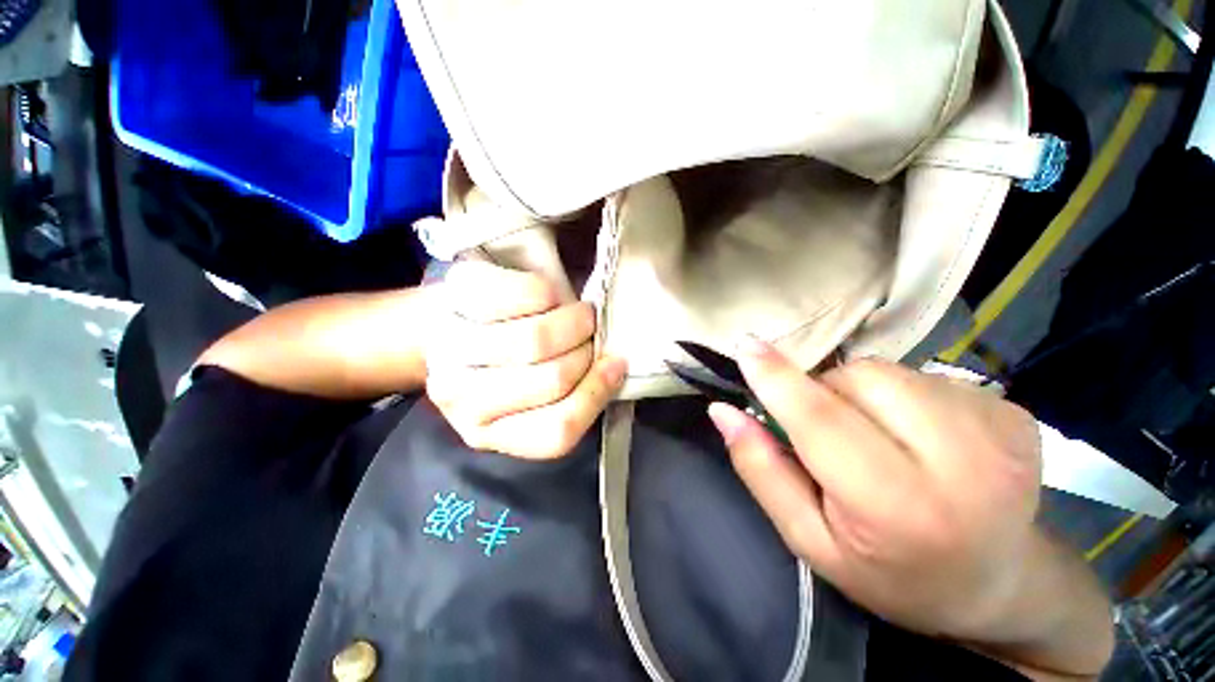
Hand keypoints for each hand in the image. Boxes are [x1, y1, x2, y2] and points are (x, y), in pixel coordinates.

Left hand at [424, 262, 625, 459]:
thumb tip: (615, 368)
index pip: (556, 432)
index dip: (596, 394)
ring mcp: (451, 344)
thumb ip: (573, 394)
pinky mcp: (458, 293)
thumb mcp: (536, 393)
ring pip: (537, 341)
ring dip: (574, 324)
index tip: (615, 364)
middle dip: (586, 352)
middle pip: (552, 380)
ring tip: (579, 316)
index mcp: (485, 430)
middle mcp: (458, 397)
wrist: (454, 314)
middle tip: (591, 337)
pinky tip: (550, 297)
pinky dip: (551, 294)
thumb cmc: (503, 358)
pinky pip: (525, 295)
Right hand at [709, 339, 1110, 677]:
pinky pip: (922, 376)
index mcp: (899, 508)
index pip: (822, 421)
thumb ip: (761, 470)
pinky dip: (900, 396)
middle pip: (858, 379)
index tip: (745, 346)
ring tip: (877, 437)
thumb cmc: (889, 572)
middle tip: (831, 434)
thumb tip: (723, 411)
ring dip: (860, 393)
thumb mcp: (809, 539)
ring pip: (887, 371)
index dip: (777, 379)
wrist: (998, 584)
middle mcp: (962, 462)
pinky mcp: (1013, 411)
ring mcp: (998, 429)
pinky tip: (918, 436)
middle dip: (824, 392)